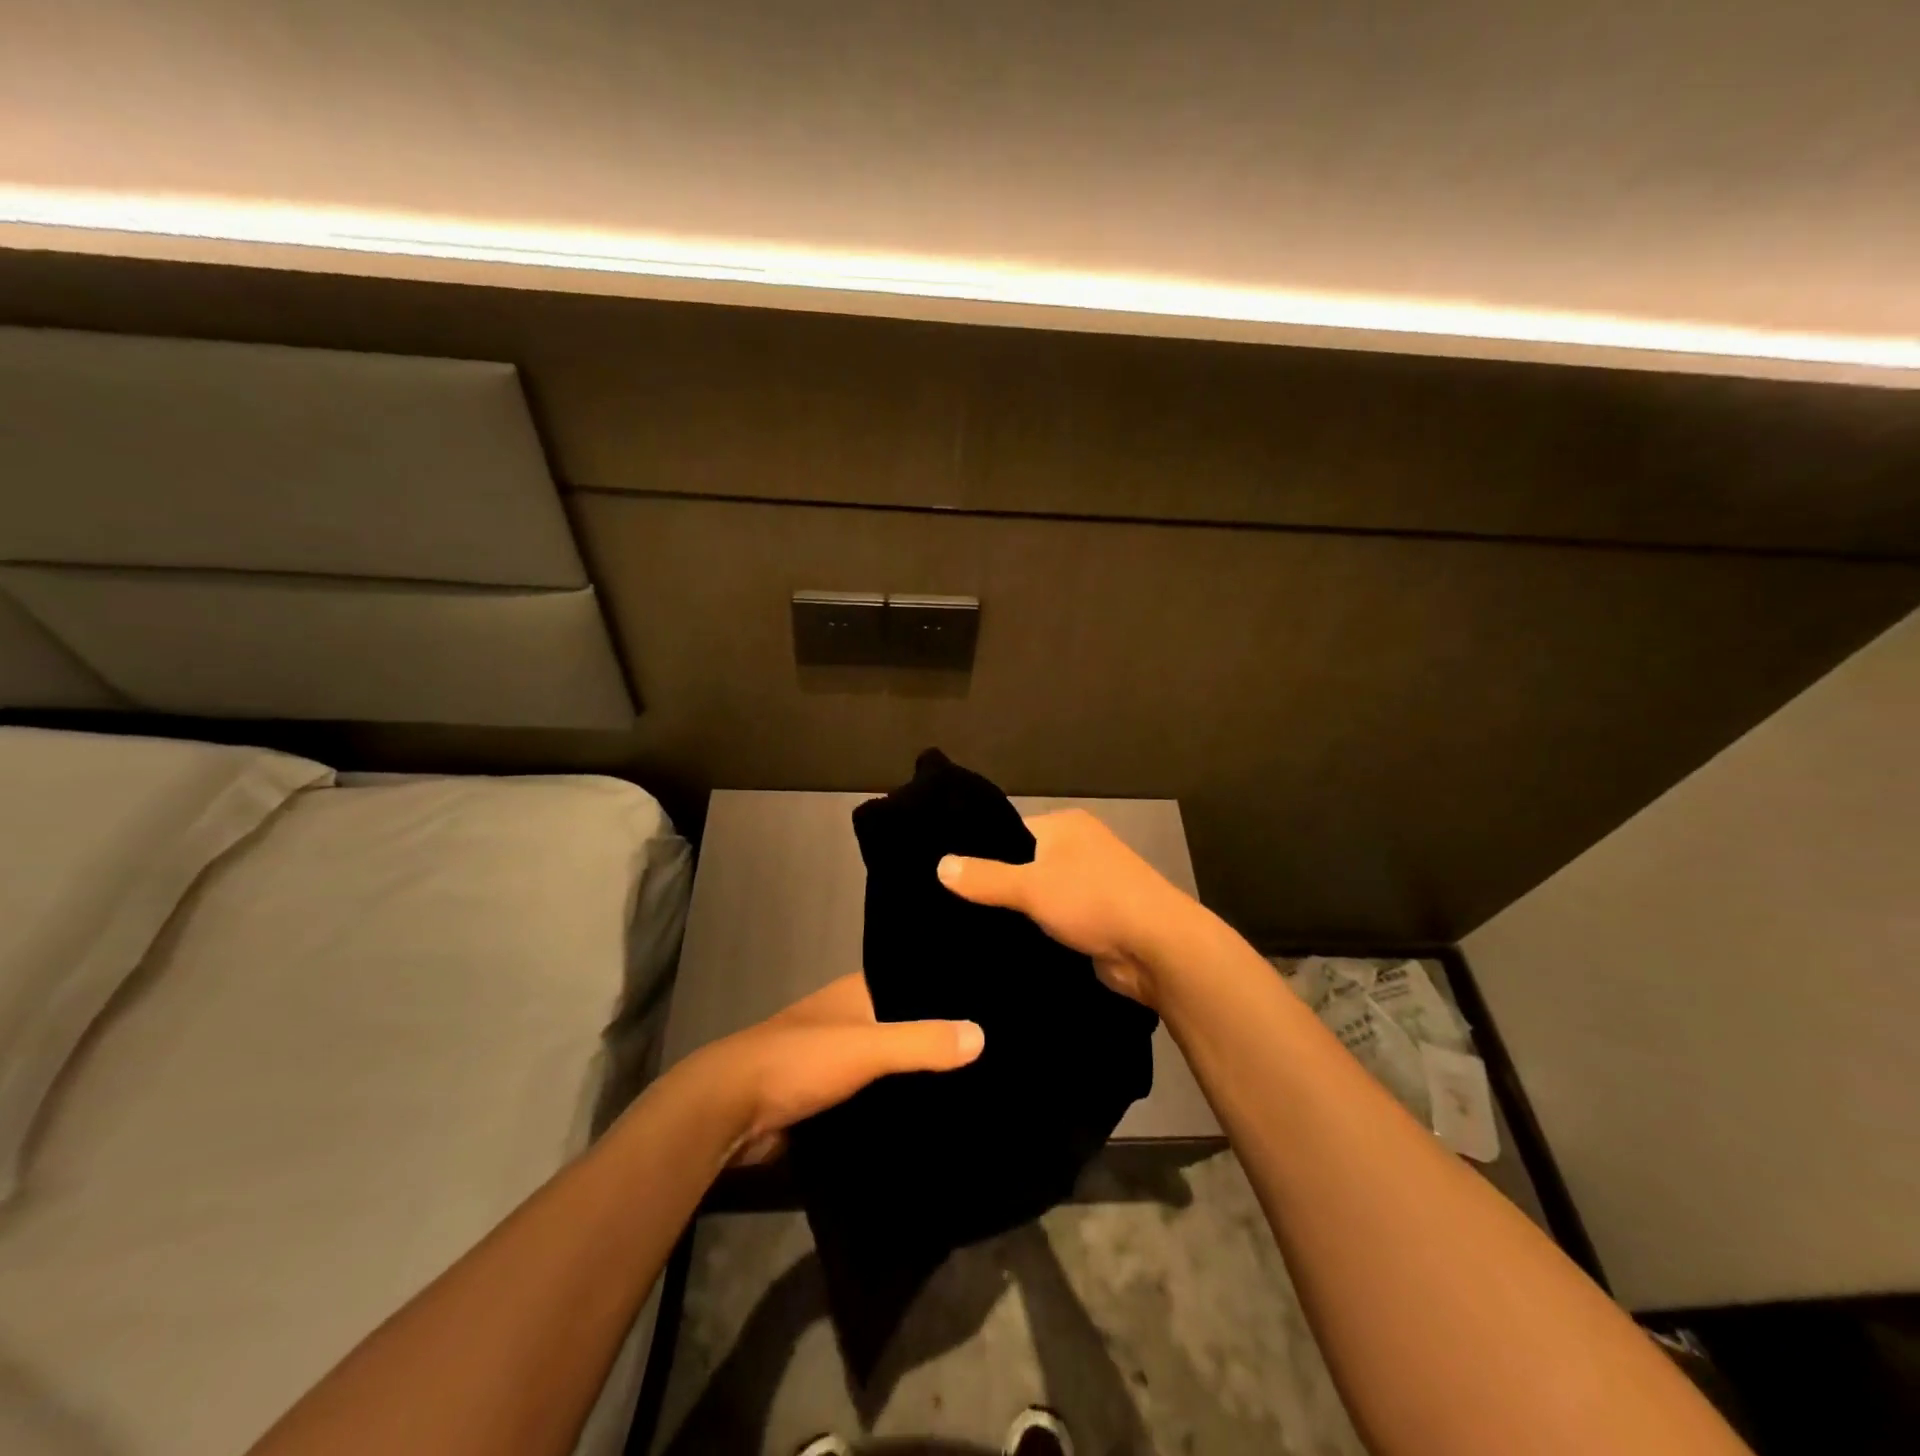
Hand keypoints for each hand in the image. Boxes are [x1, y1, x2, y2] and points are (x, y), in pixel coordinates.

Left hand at [688, 974, 983, 1166]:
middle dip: (942, 1035)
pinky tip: (936, 1113)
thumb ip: (922, 1041)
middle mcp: (852, 1017)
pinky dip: (900, 1100)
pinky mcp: (832, 1095)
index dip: (950, 989)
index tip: (996, 1002)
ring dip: (922, 1072)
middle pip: (907, 1022)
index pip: (915, 980)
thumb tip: (983, 1035)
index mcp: (859, 991)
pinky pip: (878, 1093)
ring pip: (894, 1061)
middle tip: (1001, 1049)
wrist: (729, 1112)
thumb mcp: (866, 1047)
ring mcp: (841, 1057)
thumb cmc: (799, 1061)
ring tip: (981, 1081)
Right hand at [936, 809, 1200, 1008]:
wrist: (1157, 949)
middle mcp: (1078, 849)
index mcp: (1066, 826)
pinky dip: (1033, 931)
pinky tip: (1001, 945)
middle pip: (1023, 864)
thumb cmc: (1093, 900)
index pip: (1010, 831)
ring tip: (966, 928)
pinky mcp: (1094, 920)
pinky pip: (1052, 921)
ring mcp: (1089, 886)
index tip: (946, 873)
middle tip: (949, 905)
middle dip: (995, 885)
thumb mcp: (1031, 885)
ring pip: (1037, 896)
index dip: (980, 851)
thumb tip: (940, 865)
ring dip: (1015, 913)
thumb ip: (985, 877)